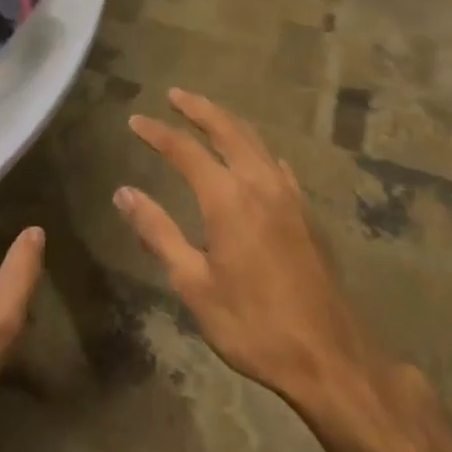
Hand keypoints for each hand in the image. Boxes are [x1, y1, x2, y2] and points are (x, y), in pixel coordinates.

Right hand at [115, 89, 398, 417]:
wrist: (328, 356)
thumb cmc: (251, 324)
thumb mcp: (193, 283)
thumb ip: (158, 233)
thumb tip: (124, 193)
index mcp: (228, 200)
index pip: (185, 151)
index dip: (158, 133)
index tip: (135, 121)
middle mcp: (261, 185)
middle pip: (228, 131)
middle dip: (200, 110)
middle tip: (176, 95)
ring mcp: (290, 198)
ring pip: (257, 143)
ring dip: (229, 123)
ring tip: (208, 115)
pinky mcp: (307, 215)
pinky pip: (278, 165)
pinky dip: (257, 149)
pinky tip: (256, 157)